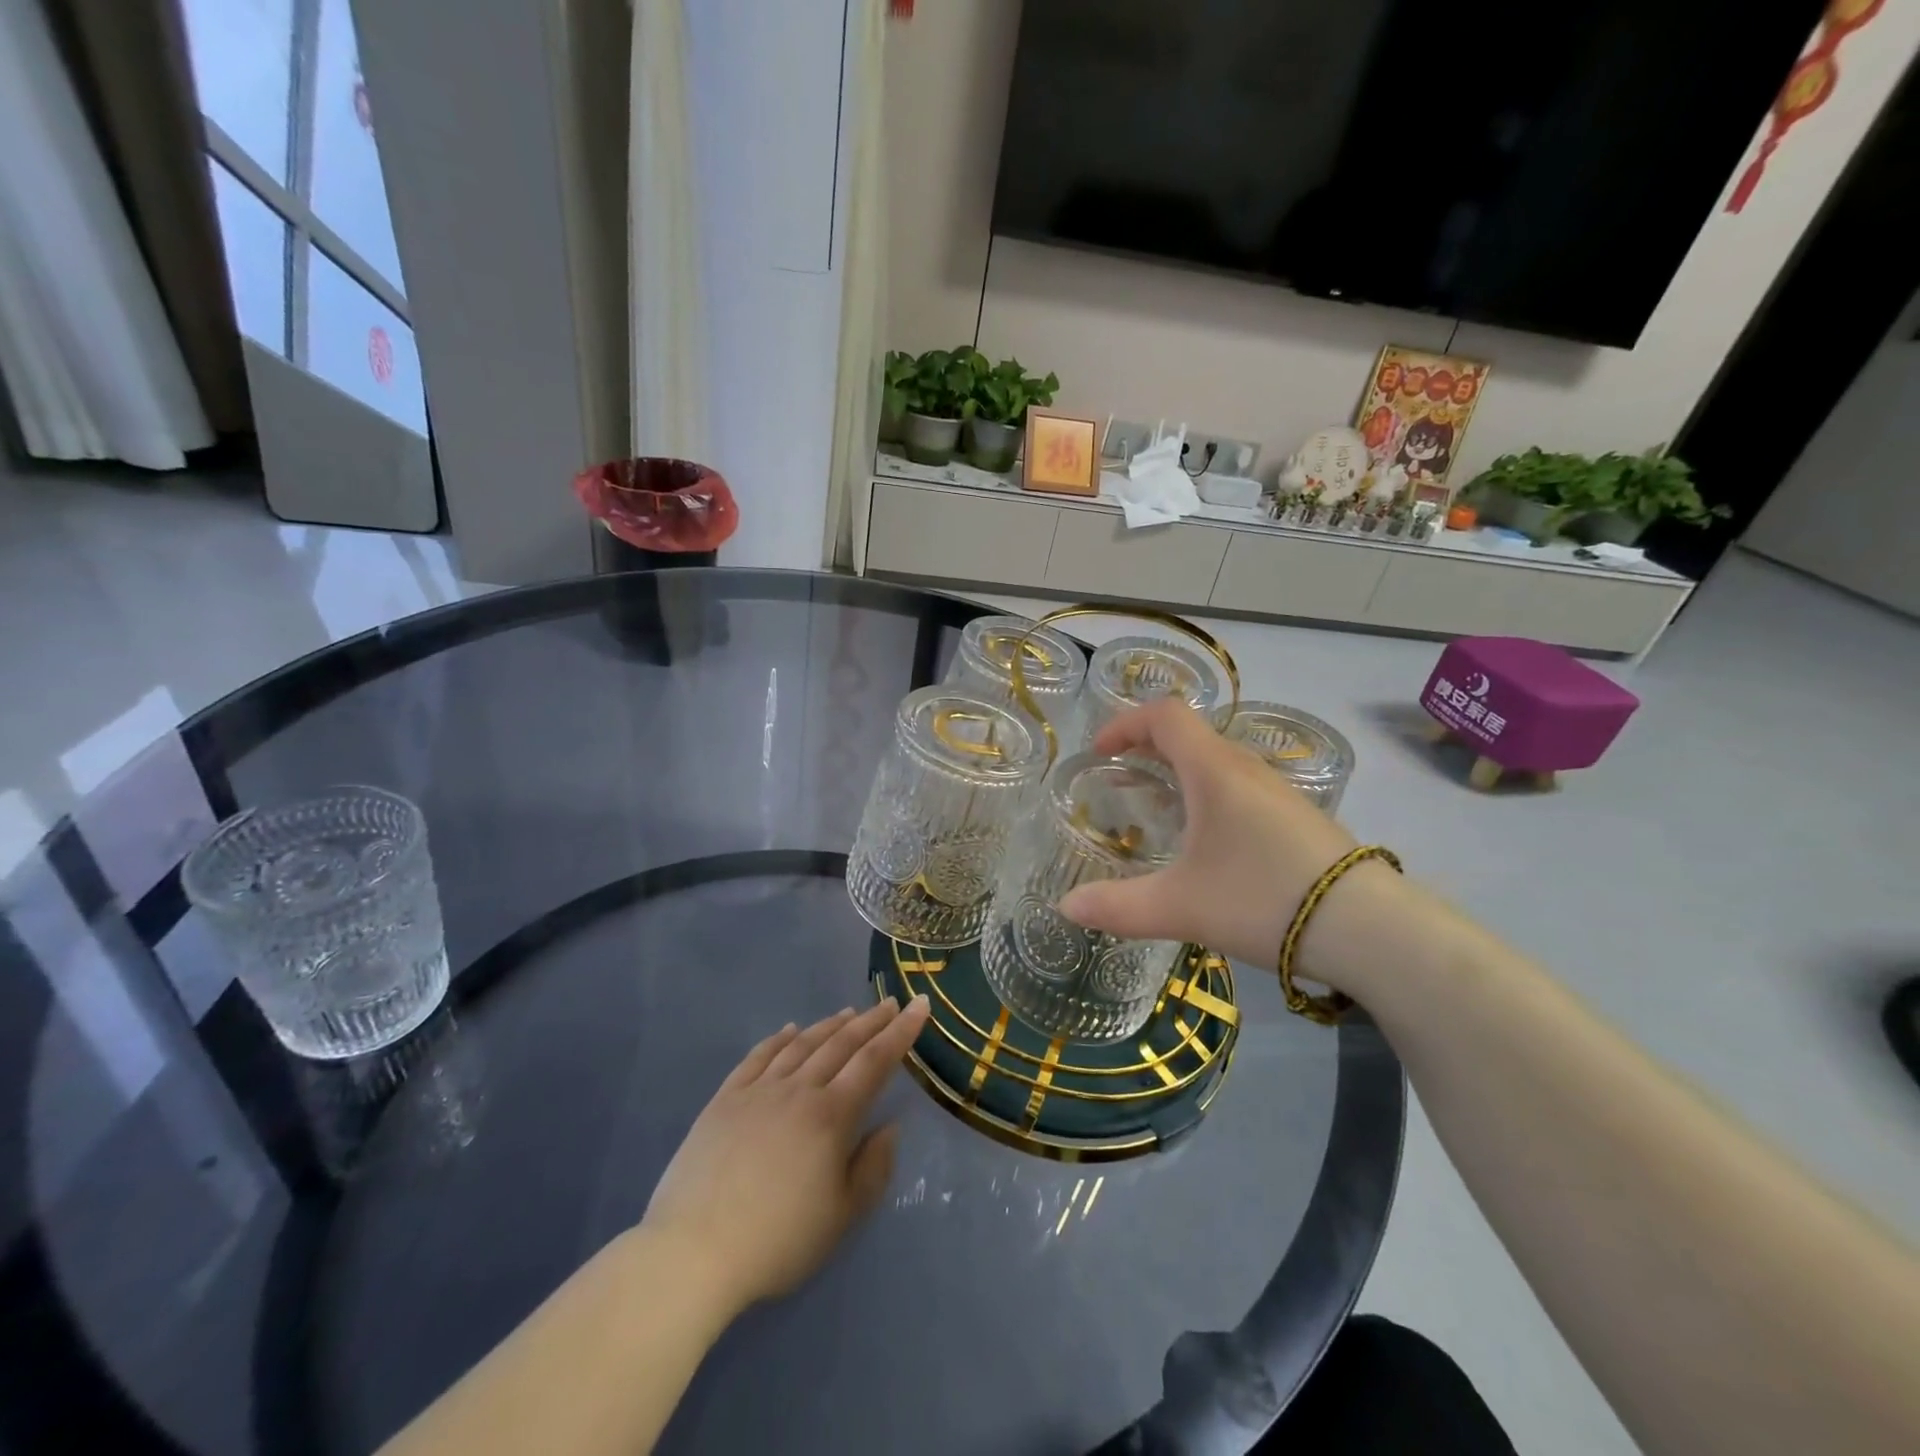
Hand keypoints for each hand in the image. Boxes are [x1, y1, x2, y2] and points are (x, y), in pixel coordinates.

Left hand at [641, 995, 930, 1319]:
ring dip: (829, 1025)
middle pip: (841, 1044)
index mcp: (832, 1115)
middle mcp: (798, 1090)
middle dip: (870, 1021)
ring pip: (802, 1044)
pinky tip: (789, 1029)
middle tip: (890, 1003)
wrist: (694, 1252)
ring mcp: (758, 1090)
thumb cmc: (778, 1240)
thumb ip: (873, 1168)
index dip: (901, 1032)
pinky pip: (758, 1056)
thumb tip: (890, 1126)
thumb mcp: (842, 1217)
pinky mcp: (725, 1099)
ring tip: (848, 1012)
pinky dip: (778, 1038)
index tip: (919, 1006)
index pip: (875, 1061)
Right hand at [1058, 700, 1399, 989]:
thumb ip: (1117, 907)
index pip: (1165, 715)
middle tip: (1120, 778)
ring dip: (1180, 769)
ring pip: (1217, 760)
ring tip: (1157, 808)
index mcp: (1214, 770)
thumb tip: (1065, 908)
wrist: (1370, 928)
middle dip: (1147, 746)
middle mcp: (1246, 768)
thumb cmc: (1263, 899)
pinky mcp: (1297, 816)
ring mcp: (1277, 791)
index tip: (1100, 753)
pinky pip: (1239, 785)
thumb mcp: (1180, 907)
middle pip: (1190, 733)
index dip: (1125, 723)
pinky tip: (1207, 840)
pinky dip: (1208, 791)